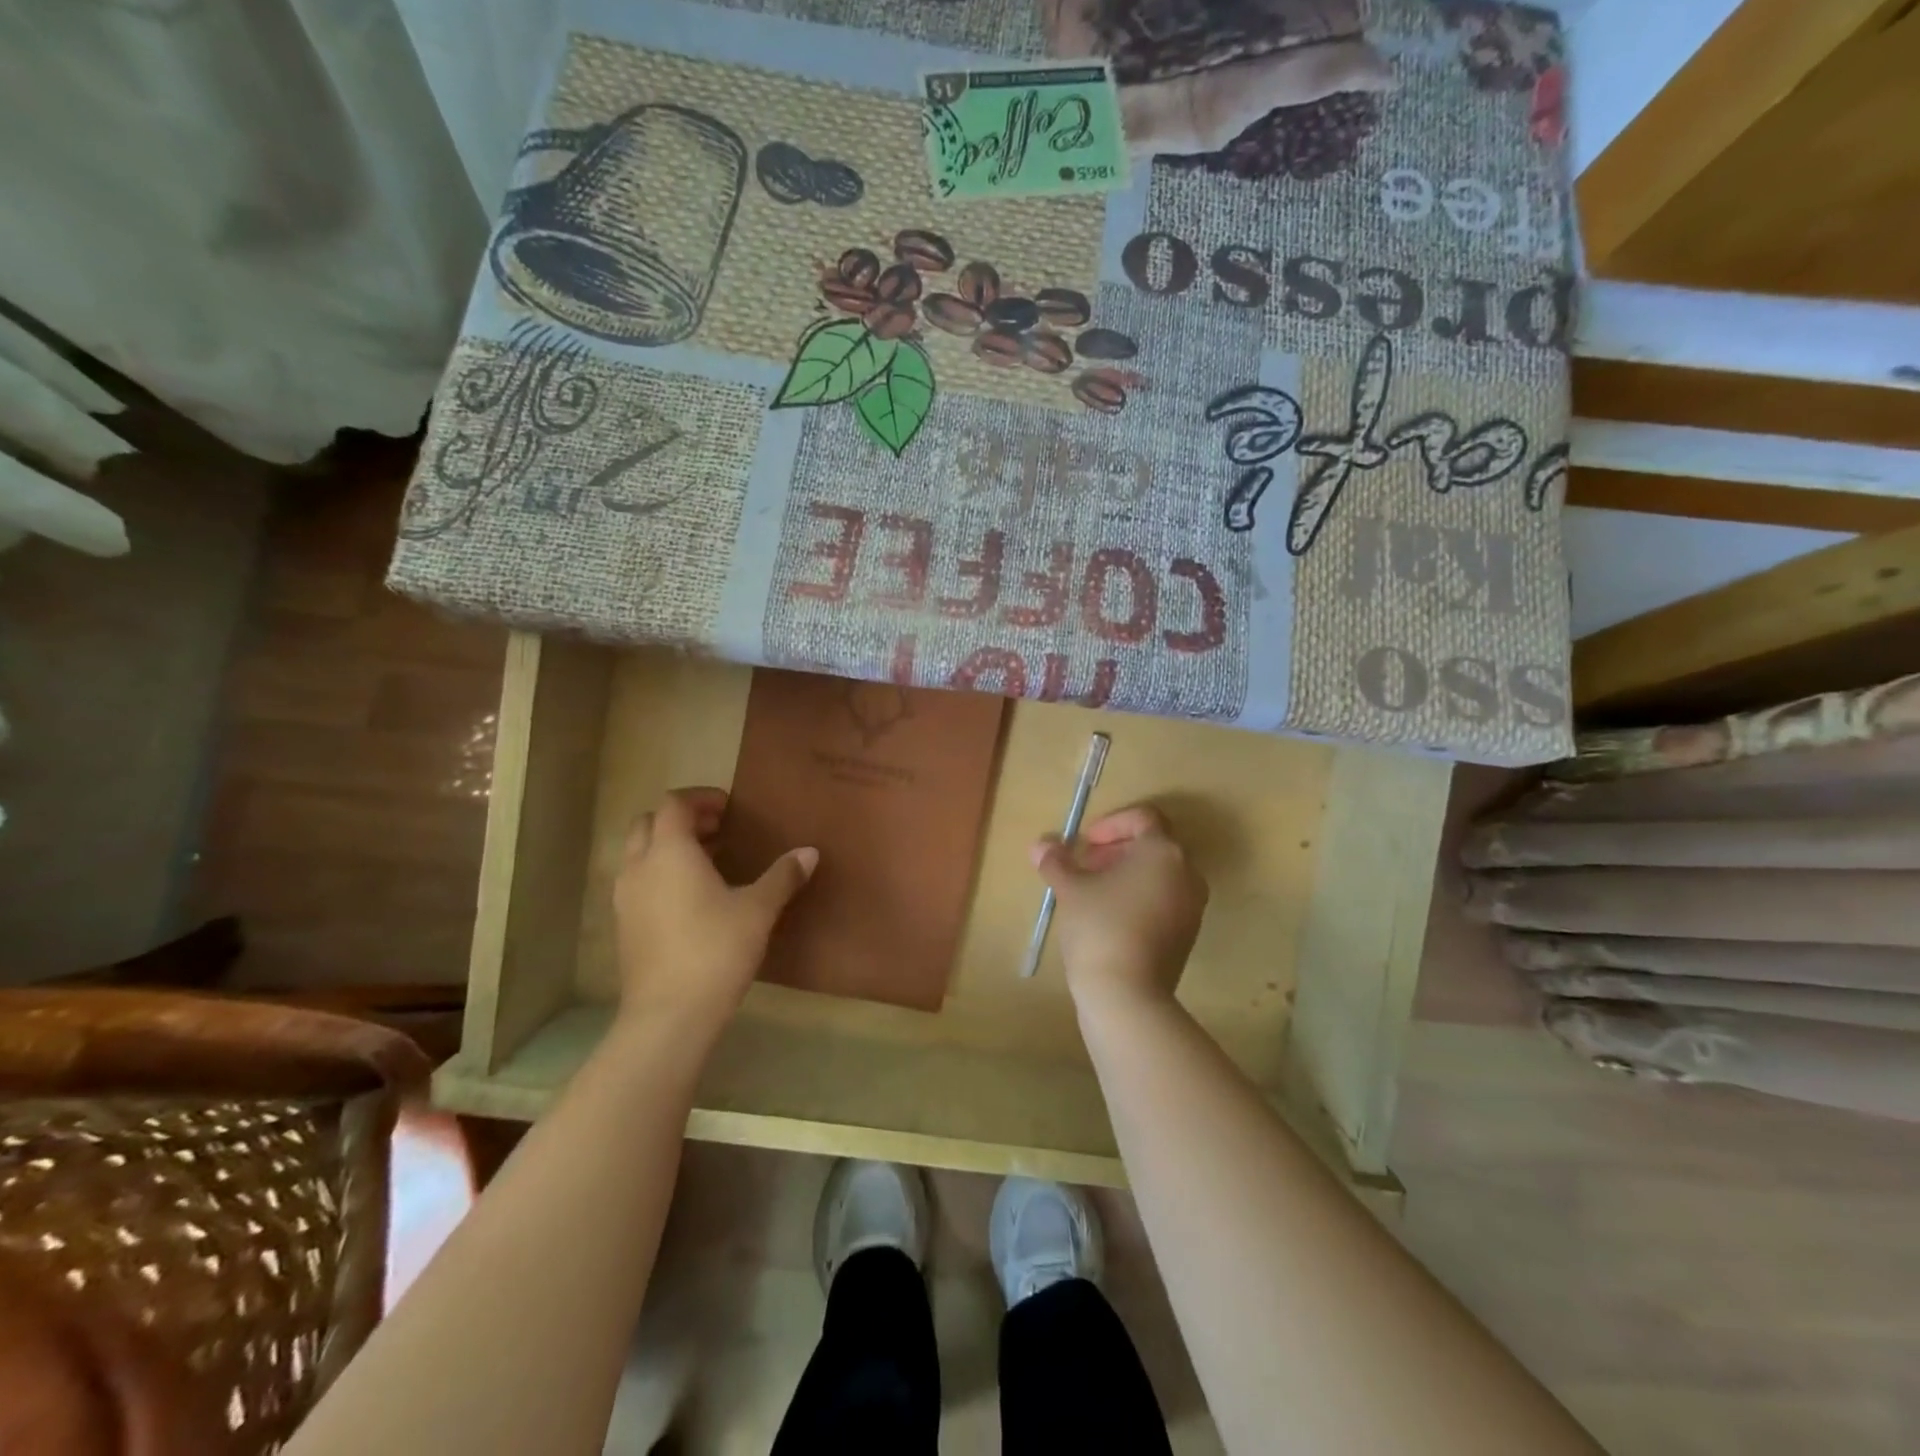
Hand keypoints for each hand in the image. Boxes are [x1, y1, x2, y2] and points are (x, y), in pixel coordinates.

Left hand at [612, 787, 816, 1041]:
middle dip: (681, 820)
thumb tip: (809, 852)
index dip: (701, 799)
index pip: (674, 803)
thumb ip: (782, 876)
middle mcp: (639, 867)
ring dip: (669, 848)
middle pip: (649, 824)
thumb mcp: (758, 909)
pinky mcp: (624, 927)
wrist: (669, 1015)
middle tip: (718, 831)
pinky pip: (639, 883)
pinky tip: (692, 900)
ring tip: (709, 863)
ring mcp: (625, 898)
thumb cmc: (716, 950)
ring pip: (640, 854)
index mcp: (669, 852)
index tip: (730, 809)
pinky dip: (661, 875)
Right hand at [1031, 803, 1207, 1008]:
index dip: (1112, 823)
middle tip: (1086, 864)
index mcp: (1163, 852)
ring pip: (1160, 874)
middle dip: (1117, 849)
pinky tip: (1110, 917)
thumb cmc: (1099, 928)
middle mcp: (1187, 873)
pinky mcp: (1187, 934)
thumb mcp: (1070, 889)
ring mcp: (1192, 906)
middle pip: (1153, 845)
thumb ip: (1057, 861)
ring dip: (1127, 873)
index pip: (1143, 818)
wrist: (1128, 996)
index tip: (1086, 842)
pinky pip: (1165, 900)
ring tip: (1094, 891)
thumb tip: (1041, 845)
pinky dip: (1140, 896)